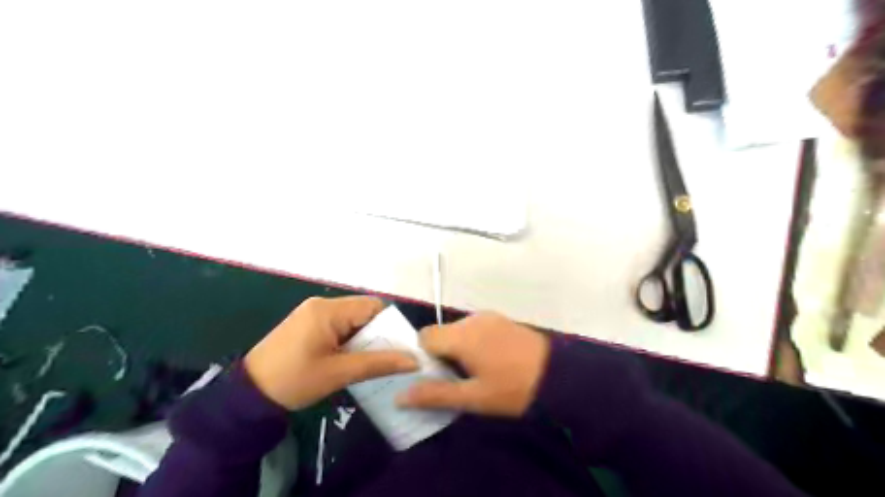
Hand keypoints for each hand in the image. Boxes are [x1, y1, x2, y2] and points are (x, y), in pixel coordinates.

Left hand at [244, 298, 419, 408]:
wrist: (247, 397)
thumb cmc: (293, 381)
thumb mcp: (338, 373)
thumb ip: (378, 363)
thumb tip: (414, 360)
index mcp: (328, 310)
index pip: (373, 307)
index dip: (391, 326)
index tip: (401, 348)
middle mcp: (322, 304)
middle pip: (364, 312)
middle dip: (378, 334)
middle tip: (388, 359)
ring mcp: (313, 313)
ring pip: (353, 320)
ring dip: (364, 339)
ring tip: (372, 362)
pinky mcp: (308, 324)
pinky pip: (339, 326)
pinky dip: (350, 340)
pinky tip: (351, 359)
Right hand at [400, 315, 551, 415]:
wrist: (559, 375)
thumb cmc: (513, 389)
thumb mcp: (473, 398)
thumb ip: (435, 394)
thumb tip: (399, 396)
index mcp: (462, 335)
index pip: (424, 336)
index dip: (423, 357)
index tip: (434, 377)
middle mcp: (472, 319)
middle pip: (441, 333)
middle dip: (441, 354)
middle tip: (456, 379)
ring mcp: (488, 316)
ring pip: (457, 330)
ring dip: (456, 348)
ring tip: (474, 373)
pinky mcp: (500, 319)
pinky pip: (473, 328)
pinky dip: (471, 342)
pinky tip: (488, 360)